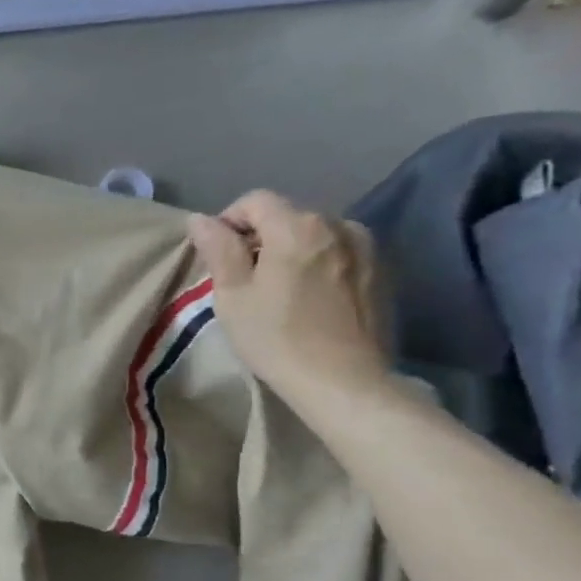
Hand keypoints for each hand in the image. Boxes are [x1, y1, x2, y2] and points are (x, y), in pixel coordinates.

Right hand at [186, 191, 391, 415]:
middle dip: (260, 236)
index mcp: (297, 226)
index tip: (218, 255)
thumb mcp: (232, 295)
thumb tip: (200, 219)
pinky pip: (338, 251)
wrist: (342, 380)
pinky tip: (308, 297)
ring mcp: (366, 246)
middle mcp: (337, 224)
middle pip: (287, 214)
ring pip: (314, 233)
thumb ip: (218, 250)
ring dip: (291, 249)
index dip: (229, 221)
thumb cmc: (275, 337)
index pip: (255, 200)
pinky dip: (317, 263)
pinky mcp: (381, 270)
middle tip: (243, 277)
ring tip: (278, 287)